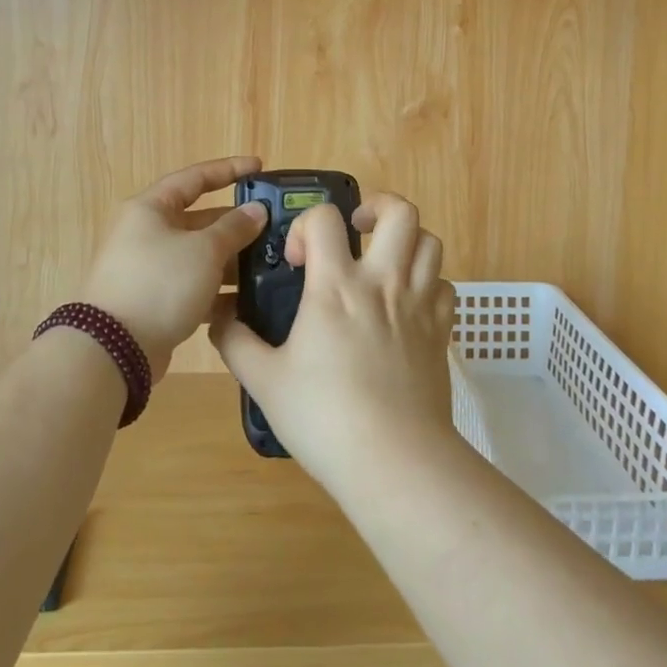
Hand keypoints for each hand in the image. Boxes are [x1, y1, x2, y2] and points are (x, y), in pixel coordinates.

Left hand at [77, 157, 270, 379]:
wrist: (113, 349)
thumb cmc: (160, 283)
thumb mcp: (204, 250)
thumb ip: (234, 228)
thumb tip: (256, 211)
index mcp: (151, 208)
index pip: (195, 178)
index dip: (229, 170)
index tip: (259, 167)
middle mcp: (147, 233)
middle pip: (199, 219)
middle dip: (235, 223)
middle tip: (272, 227)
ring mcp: (149, 268)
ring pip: (198, 255)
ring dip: (230, 259)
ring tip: (267, 265)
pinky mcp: (154, 300)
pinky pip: (192, 285)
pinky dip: (216, 289)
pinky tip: (246, 299)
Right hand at [210, 191, 456, 493]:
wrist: (394, 460)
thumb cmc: (324, 417)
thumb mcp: (265, 381)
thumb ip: (236, 342)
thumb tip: (220, 318)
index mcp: (337, 286)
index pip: (326, 217)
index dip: (307, 225)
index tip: (299, 261)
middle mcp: (383, 282)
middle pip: (400, 212)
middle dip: (377, 206)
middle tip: (356, 229)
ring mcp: (419, 304)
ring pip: (431, 241)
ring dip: (407, 241)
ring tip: (384, 261)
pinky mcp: (442, 330)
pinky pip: (445, 285)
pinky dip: (429, 282)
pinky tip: (408, 304)